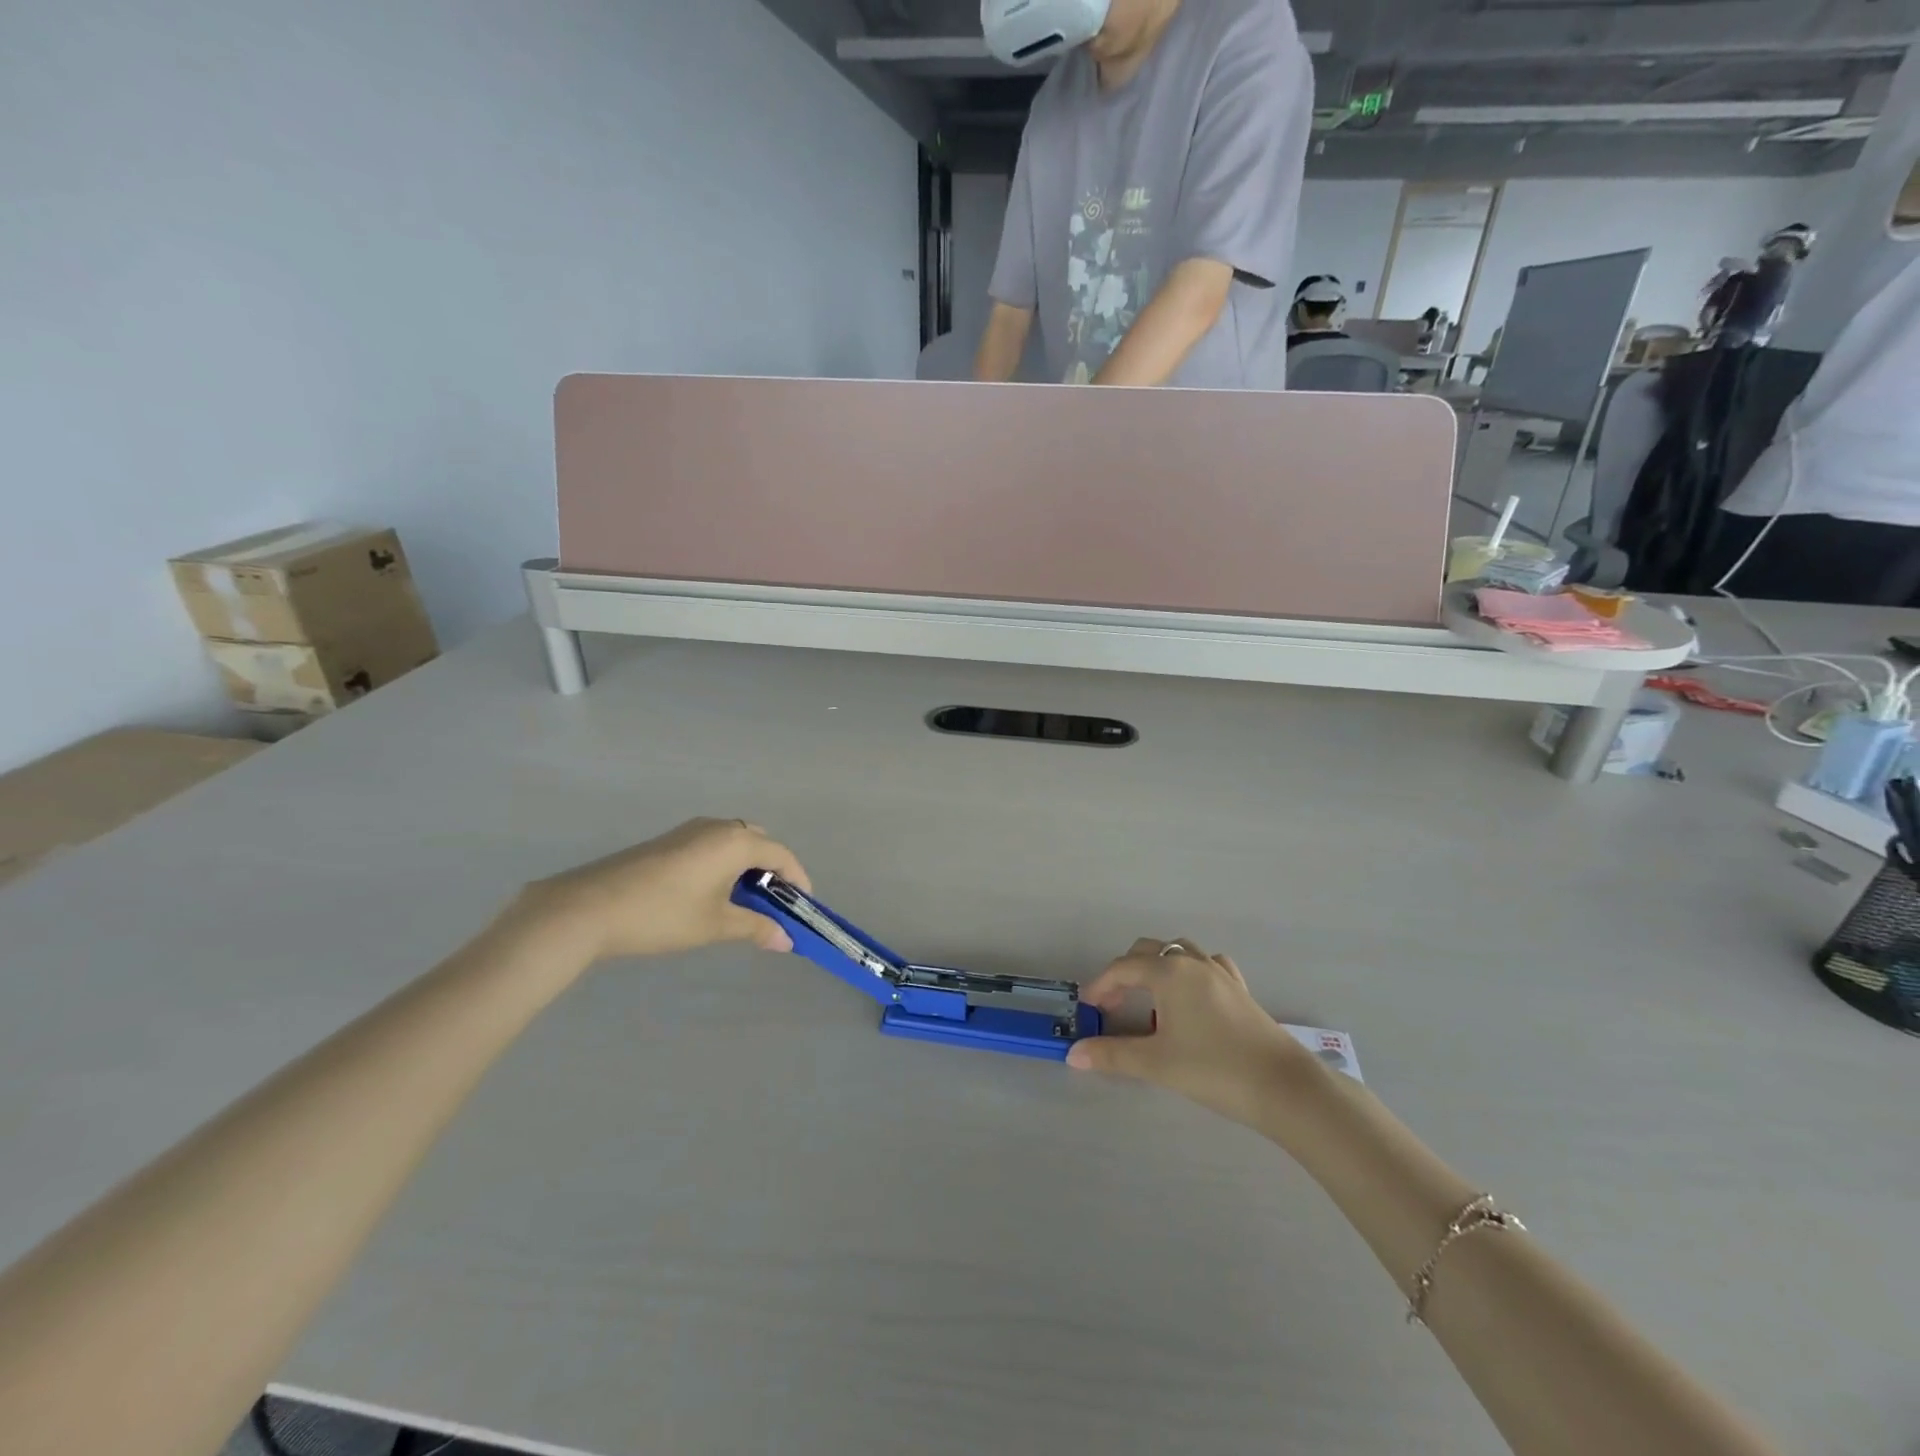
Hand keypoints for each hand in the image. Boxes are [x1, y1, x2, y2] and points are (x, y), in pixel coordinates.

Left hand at [524, 819, 811, 963]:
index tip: (803, 907)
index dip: (798, 880)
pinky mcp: (667, 842)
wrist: (588, 907)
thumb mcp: (715, 924)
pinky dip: (724, 865)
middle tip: (774, 904)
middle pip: (759, 842)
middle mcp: (717, 827)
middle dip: (772, 870)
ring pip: (732, 843)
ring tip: (744, 903)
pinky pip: (711, 846)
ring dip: (746, 868)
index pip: (781, 855)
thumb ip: (755, 928)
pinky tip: (711, 895)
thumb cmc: (663, 914)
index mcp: (735, 841)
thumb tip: (786, 940)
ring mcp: (689, 831)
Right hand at [1067, 938, 1316, 1127]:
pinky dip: (1189, 972)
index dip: (1101, 986)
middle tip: (1114, 1005)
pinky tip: (1191, 996)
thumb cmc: (1213, 1069)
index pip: (1122, 968)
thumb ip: (1112, 1055)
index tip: (1089, 1009)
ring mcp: (1220, 973)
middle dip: (1125, 973)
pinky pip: (1207, 965)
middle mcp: (1192, 962)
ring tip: (1149, 998)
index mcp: (1168, 972)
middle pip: (1148, 951)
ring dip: (1157, 967)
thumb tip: (1073, 1054)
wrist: (1282, 1086)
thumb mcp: (1156, 1063)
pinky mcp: (1239, 989)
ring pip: (1179, 952)